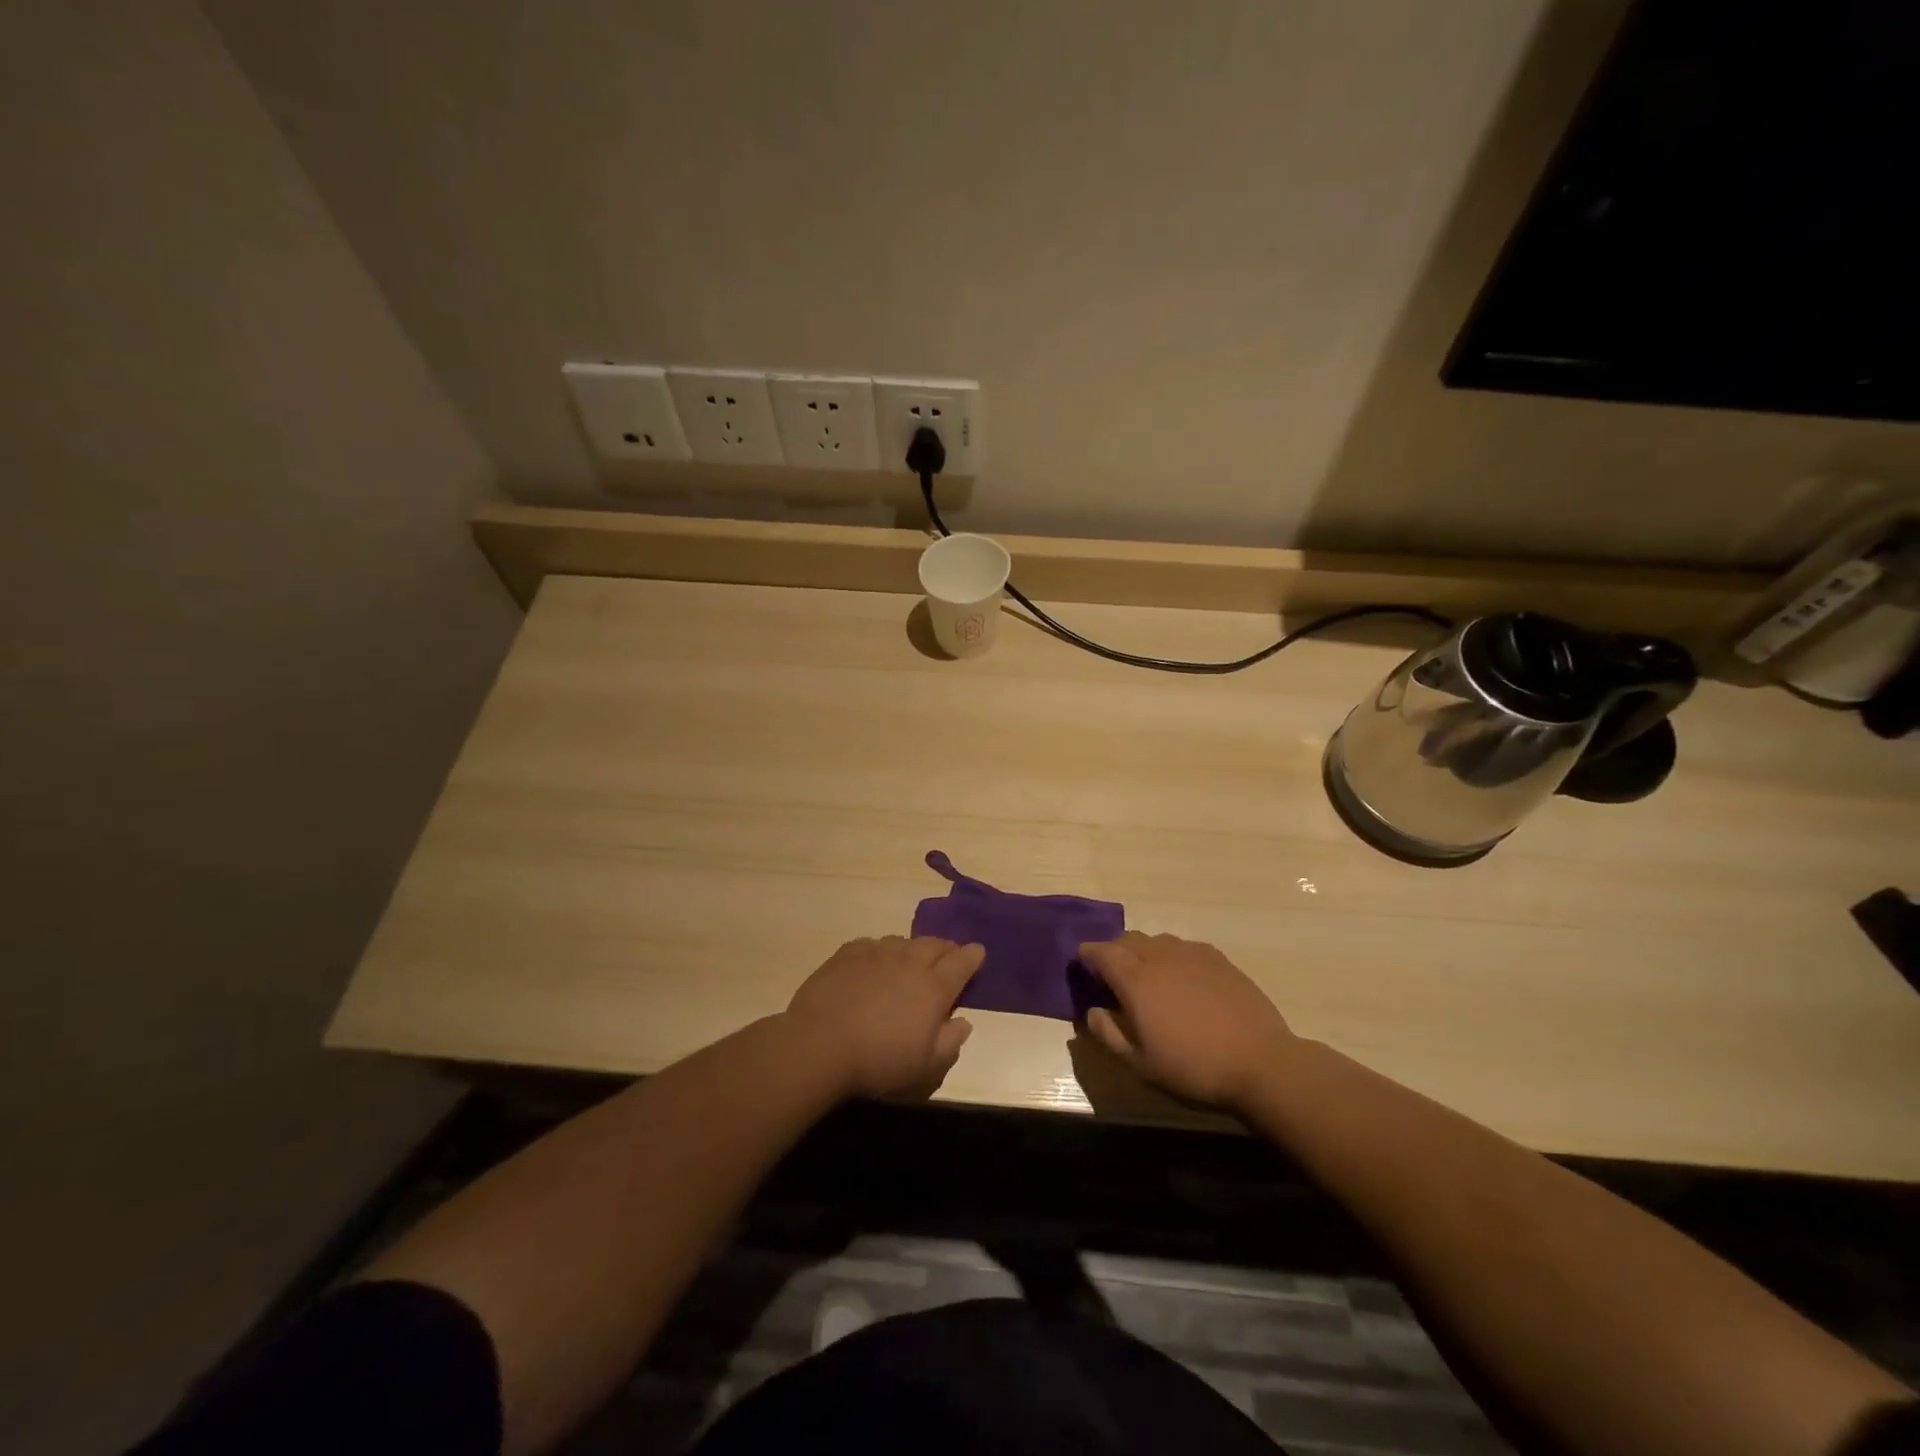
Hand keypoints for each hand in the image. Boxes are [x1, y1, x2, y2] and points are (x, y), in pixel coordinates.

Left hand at [784, 936, 983, 1099]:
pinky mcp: (847, 954)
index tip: (978, 952)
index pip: (962, 963)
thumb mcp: (925, 1065)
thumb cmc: (879, 1060)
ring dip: (913, 948)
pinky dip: (880, 950)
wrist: (821, 1044)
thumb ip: (950, 1042)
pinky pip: (871, 944)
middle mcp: (909, 962)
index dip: (973, 956)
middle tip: (949, 955)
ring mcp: (877, 953)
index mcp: (934, 987)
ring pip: (903, 941)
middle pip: (934, 945)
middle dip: (946, 948)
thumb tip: (964, 1023)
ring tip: (911, 960)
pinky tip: (874, 961)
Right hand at [1078, 932, 1296, 1110]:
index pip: (1101, 951)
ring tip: (1149, 977)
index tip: (1082, 964)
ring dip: (1144, 952)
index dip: (1087, 955)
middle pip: (1128, 939)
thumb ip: (1108, 1033)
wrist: (1261, 1063)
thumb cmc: (1193, 1067)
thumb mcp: (1140, 1063)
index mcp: (1135, 979)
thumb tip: (1092, 1010)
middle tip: (1113, 975)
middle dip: (1114, 951)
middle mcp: (1160, 956)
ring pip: (1157, 940)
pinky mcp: (1219, 959)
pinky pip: (1184, 947)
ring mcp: (1192, 954)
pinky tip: (1182, 979)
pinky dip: (1173, 956)